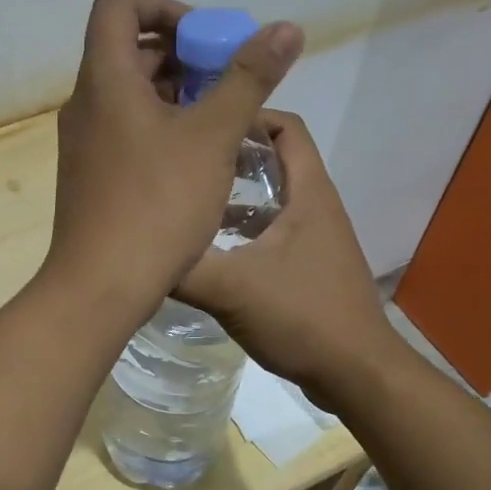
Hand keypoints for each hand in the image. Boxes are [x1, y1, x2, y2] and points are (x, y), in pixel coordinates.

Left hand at [46, 0, 303, 311]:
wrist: (100, 285)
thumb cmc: (157, 203)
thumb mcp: (213, 137)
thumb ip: (248, 78)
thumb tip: (285, 28)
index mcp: (104, 79)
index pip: (118, 5)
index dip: (164, 6)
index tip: (206, 40)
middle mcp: (85, 102)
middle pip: (127, 49)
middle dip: (182, 54)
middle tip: (226, 84)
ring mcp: (83, 141)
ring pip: (128, 93)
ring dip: (175, 93)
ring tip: (219, 122)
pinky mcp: (89, 174)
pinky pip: (124, 128)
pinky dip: (159, 126)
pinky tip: (194, 158)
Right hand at [175, 111, 396, 411]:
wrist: (356, 374)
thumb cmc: (303, 317)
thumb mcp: (232, 289)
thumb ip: (183, 267)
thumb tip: (134, 247)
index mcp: (307, 193)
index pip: (284, 127)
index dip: (246, 116)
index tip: (200, 123)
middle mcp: (313, 206)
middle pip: (273, 160)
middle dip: (228, 155)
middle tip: (182, 160)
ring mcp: (312, 237)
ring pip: (268, 199)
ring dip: (230, 195)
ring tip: (185, 201)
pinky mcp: (305, 266)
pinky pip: (268, 231)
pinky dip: (238, 229)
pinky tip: (206, 250)